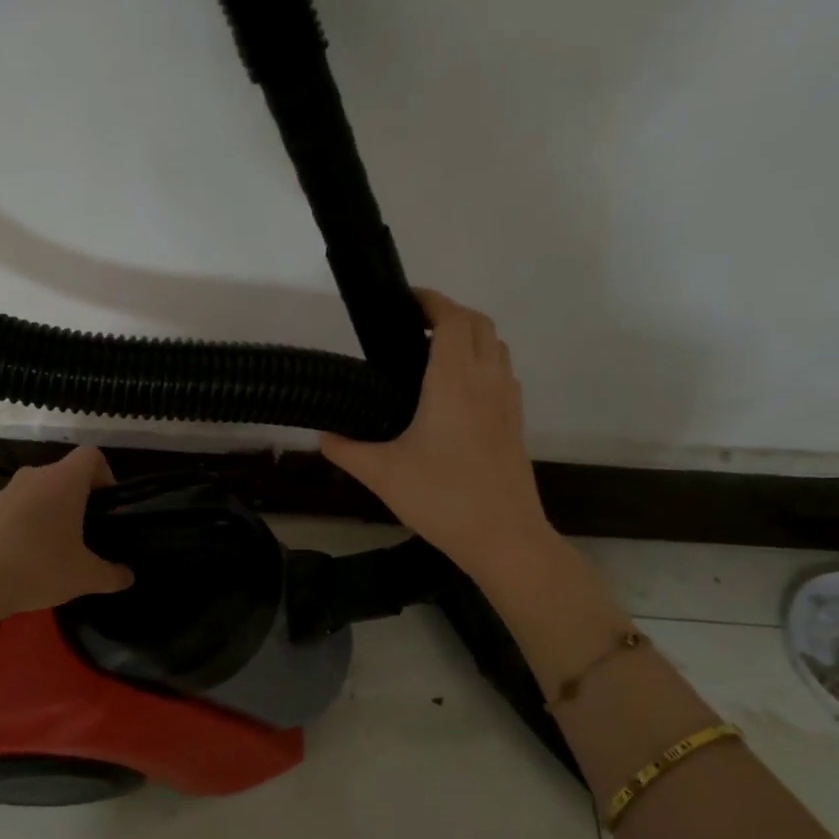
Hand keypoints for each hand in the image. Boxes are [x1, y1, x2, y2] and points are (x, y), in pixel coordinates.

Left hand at [0, 447, 133, 629]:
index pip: (92, 456)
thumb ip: (113, 575)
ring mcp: (7, 491)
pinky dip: (30, 523)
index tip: (108, 509)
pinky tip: (29, 557)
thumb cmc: (38, 568)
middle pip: (67, 474)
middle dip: (82, 500)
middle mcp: (35, 476)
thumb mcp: (85, 577)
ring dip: (54, 511)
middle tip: (88, 534)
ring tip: (58, 549)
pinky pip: (20, 507)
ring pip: (41, 491)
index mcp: (64, 481)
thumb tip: (128, 577)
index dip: (106, 476)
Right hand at [320, 289, 551, 579]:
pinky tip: (457, 393)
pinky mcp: (516, 422)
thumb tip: (323, 434)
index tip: (406, 301)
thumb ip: (346, 449)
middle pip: (479, 324)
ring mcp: (507, 401)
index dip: (431, 301)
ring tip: (434, 354)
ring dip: (470, 336)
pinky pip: (503, 373)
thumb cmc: (441, 498)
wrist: (503, 537)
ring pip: (497, 346)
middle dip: (450, 314)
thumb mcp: (381, 474)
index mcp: (453, 381)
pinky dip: (483, 363)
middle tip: (414, 327)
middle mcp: (486, 380)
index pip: (451, 319)